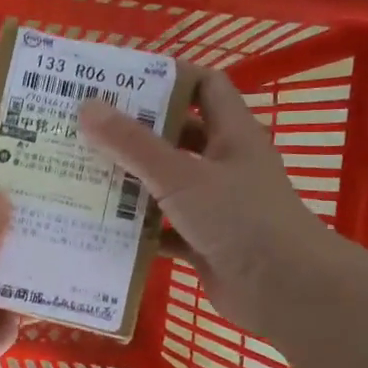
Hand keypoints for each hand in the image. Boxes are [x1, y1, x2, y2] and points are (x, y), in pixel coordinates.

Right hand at [79, 71, 344, 338]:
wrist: (283, 290)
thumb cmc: (239, 219)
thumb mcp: (180, 176)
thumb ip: (133, 144)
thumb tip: (87, 107)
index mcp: (231, 134)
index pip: (204, 86)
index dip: (168, 77)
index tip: (121, 80)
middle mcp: (225, 164)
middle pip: (177, 136)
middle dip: (136, 132)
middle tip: (87, 128)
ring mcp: (216, 205)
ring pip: (167, 184)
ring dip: (132, 181)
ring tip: (84, 173)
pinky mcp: (205, 242)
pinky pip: (164, 228)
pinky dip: (138, 228)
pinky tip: (101, 227)